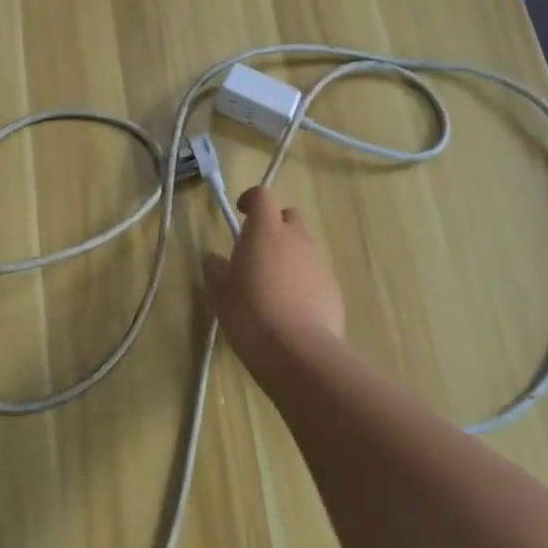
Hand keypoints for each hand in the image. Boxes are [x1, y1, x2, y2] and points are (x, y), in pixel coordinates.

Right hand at [202, 187, 344, 368]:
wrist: (298, 351)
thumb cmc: (250, 313)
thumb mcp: (219, 292)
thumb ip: (215, 269)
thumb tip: (214, 258)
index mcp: (266, 231)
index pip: (262, 196)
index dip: (251, 199)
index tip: (241, 213)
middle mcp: (297, 239)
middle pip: (289, 216)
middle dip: (275, 226)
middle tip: (257, 250)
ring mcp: (319, 263)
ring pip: (304, 246)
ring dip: (289, 255)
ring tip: (273, 284)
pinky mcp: (333, 288)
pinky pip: (315, 273)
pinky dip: (303, 280)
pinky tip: (291, 307)